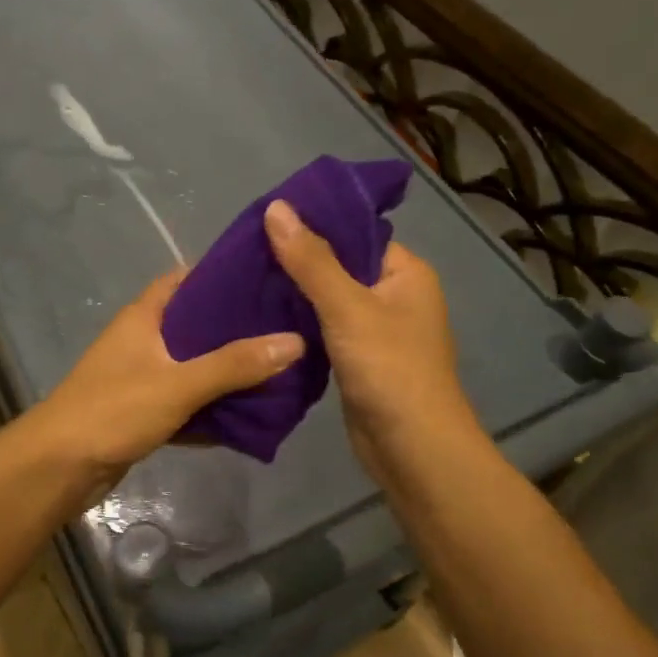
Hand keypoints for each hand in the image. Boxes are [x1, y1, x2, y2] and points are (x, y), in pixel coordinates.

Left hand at [30, 268, 304, 491]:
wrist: (58, 468)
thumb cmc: (113, 411)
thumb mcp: (178, 383)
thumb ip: (235, 364)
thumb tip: (295, 341)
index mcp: (144, 316)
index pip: (187, 279)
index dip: (224, 275)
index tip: (268, 279)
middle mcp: (143, 340)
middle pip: (196, 324)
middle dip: (237, 328)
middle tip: (287, 328)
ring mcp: (142, 377)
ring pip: (194, 365)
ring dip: (228, 371)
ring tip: (279, 368)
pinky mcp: (144, 411)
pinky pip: (187, 401)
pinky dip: (212, 406)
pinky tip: (249, 413)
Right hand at [263, 198, 477, 482]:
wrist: (412, 449)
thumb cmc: (389, 369)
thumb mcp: (348, 308)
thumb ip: (311, 260)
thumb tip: (276, 207)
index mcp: (406, 272)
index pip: (356, 233)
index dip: (314, 225)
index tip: (266, 222)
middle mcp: (395, 296)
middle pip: (340, 266)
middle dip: (297, 262)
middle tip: (245, 254)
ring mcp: (378, 331)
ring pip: (329, 302)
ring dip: (294, 296)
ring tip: (245, 282)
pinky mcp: (359, 361)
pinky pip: (326, 331)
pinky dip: (300, 326)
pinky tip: (262, 319)